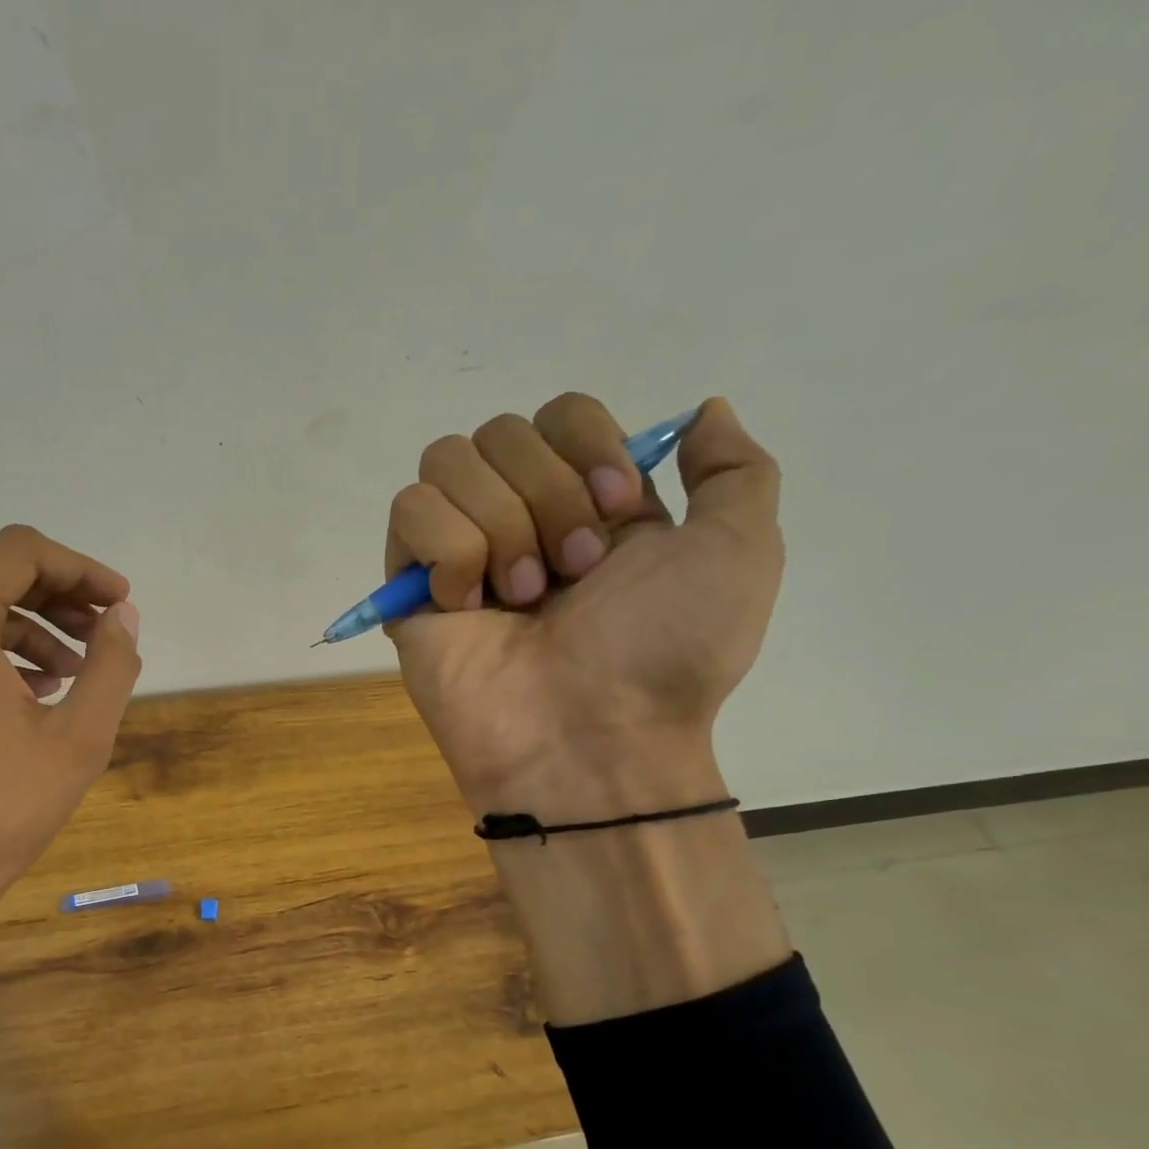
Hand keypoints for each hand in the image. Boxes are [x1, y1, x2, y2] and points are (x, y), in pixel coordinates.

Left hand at [0, 526, 140, 1124]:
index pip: (18, 551)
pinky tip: (22, 690)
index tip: (118, 602)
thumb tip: (124, 615)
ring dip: (19, 622)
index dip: (79, 568)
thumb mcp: (79, 739)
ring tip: (68, 670)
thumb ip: (111, 663)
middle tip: (99, 630)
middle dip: (52, 592)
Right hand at [386, 394, 781, 817]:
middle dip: (547, 496)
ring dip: (500, 525)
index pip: (561, 413)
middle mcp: (518, 515)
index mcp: (587, 502)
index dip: (587, 446)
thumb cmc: (665, 652)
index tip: (618, 512)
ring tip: (522, 597)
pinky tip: (468, 605)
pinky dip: (449, 552)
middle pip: (501, 430)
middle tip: (572, 573)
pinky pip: (410, 512)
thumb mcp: (739, 553)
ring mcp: (459, 550)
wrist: (590, 737)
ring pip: (448, 461)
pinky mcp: (410, 584)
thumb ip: (734, 471)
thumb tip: (702, 410)